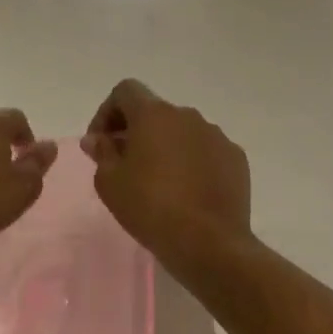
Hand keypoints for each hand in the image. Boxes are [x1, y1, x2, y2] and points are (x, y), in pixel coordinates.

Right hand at [82, 79, 250, 270]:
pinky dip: (191, 163)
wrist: (209, 242)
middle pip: (155, 112)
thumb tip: (97, 138)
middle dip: (136, 132)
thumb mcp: (110, 182)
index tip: (101, 143)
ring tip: (157, 182)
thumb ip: (102, 152)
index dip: (107, 112)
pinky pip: (206, 151)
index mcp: (154, 114)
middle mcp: (188, 116)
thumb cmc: (150, 207)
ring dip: (165, 147)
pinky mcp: (235, 158)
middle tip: (125, 165)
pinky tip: (186, 192)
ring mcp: (216, 136)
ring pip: (182, 132)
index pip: (126, 91)